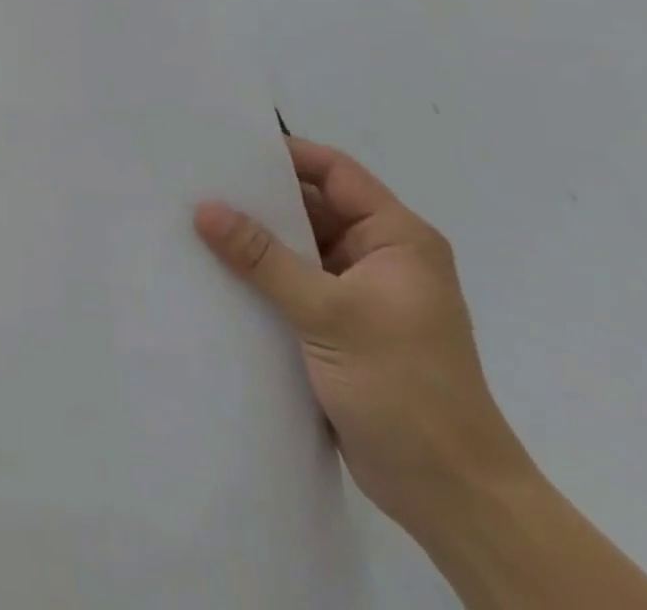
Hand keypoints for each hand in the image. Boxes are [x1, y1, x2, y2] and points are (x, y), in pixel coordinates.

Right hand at [194, 138, 531, 543]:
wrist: (451, 498)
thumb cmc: (405, 388)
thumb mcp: (329, 313)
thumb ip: (263, 258)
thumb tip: (204, 208)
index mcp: (397, 239)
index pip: (335, 173)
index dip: (286, 155)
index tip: (229, 147)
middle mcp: (379, 257)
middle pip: (312, 208)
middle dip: (259, 198)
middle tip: (199, 182)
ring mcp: (360, 294)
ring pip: (299, 248)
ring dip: (256, 240)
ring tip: (195, 221)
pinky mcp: (341, 327)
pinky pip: (293, 284)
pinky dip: (261, 277)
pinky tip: (216, 271)